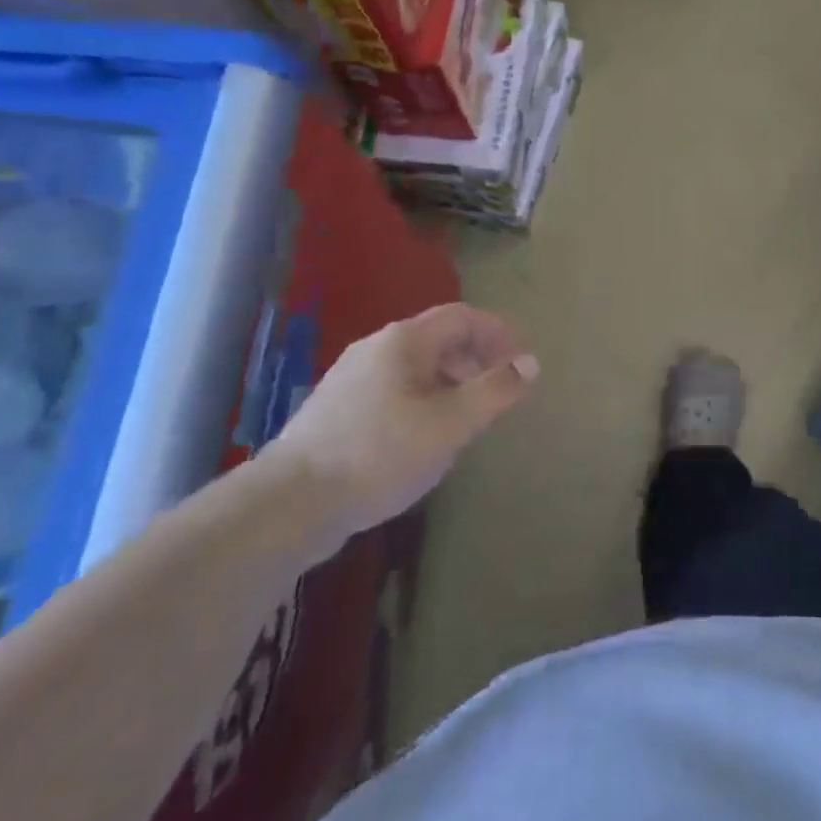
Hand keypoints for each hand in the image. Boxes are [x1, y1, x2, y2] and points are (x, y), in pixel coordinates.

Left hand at [266, 303, 537, 549]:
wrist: (290, 504)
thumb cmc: (380, 454)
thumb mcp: (451, 423)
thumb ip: (495, 390)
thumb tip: (531, 363)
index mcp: (404, 341)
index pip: (463, 316)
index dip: (498, 332)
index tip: (522, 361)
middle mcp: (376, 348)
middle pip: (438, 338)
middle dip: (476, 358)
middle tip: (499, 390)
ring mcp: (351, 378)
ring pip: (415, 367)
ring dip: (451, 381)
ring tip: (467, 417)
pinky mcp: (337, 410)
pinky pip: (394, 389)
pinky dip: (423, 399)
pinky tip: (424, 437)